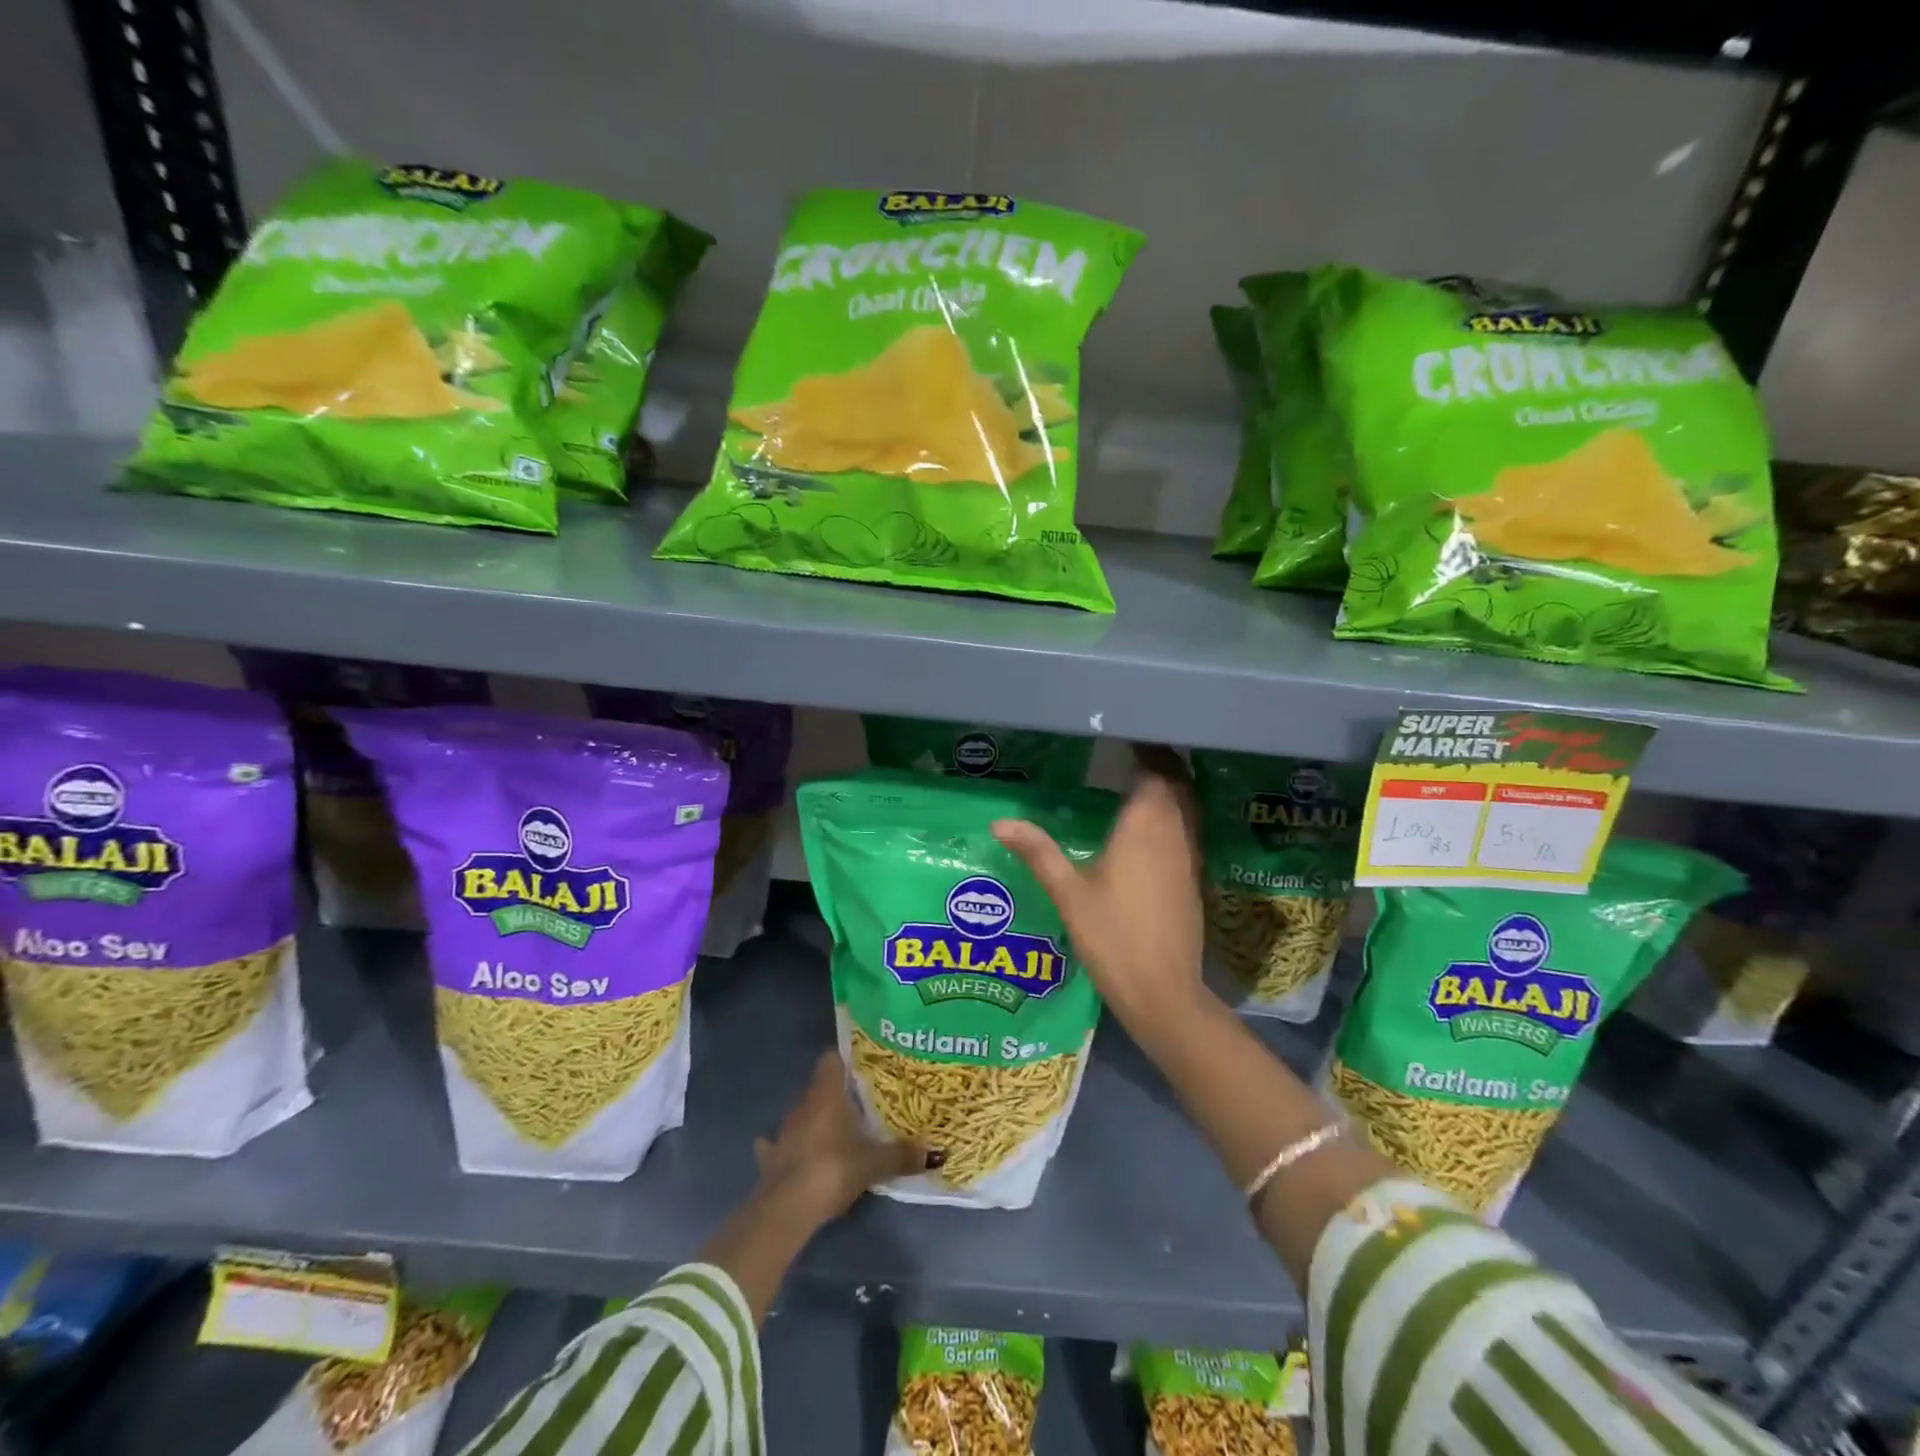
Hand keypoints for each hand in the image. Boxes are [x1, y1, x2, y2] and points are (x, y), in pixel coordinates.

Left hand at [754, 1050, 929, 1222]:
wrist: (785, 1210)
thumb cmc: (831, 1170)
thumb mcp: (873, 1164)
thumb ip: (901, 1155)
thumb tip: (934, 1152)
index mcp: (826, 1095)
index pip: (831, 1059)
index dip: (845, 1059)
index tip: (863, 1068)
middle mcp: (802, 1104)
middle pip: (819, 1087)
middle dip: (836, 1093)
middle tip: (860, 1103)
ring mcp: (783, 1131)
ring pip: (802, 1114)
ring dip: (815, 1120)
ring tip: (836, 1131)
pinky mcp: (771, 1158)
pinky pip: (780, 1145)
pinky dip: (789, 1147)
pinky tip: (799, 1154)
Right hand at [992, 755, 1211, 1043]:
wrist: (1164, 992)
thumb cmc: (1112, 938)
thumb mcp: (1068, 893)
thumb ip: (1038, 852)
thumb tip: (1000, 822)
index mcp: (1145, 826)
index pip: (1156, 770)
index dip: (1146, 749)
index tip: (1125, 736)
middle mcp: (1175, 833)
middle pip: (1177, 783)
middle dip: (1159, 763)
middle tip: (1128, 752)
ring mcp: (1189, 856)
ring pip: (1186, 806)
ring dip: (1168, 788)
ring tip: (1136, 780)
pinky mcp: (1193, 878)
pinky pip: (1187, 829)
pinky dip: (1173, 814)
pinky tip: (1148, 828)